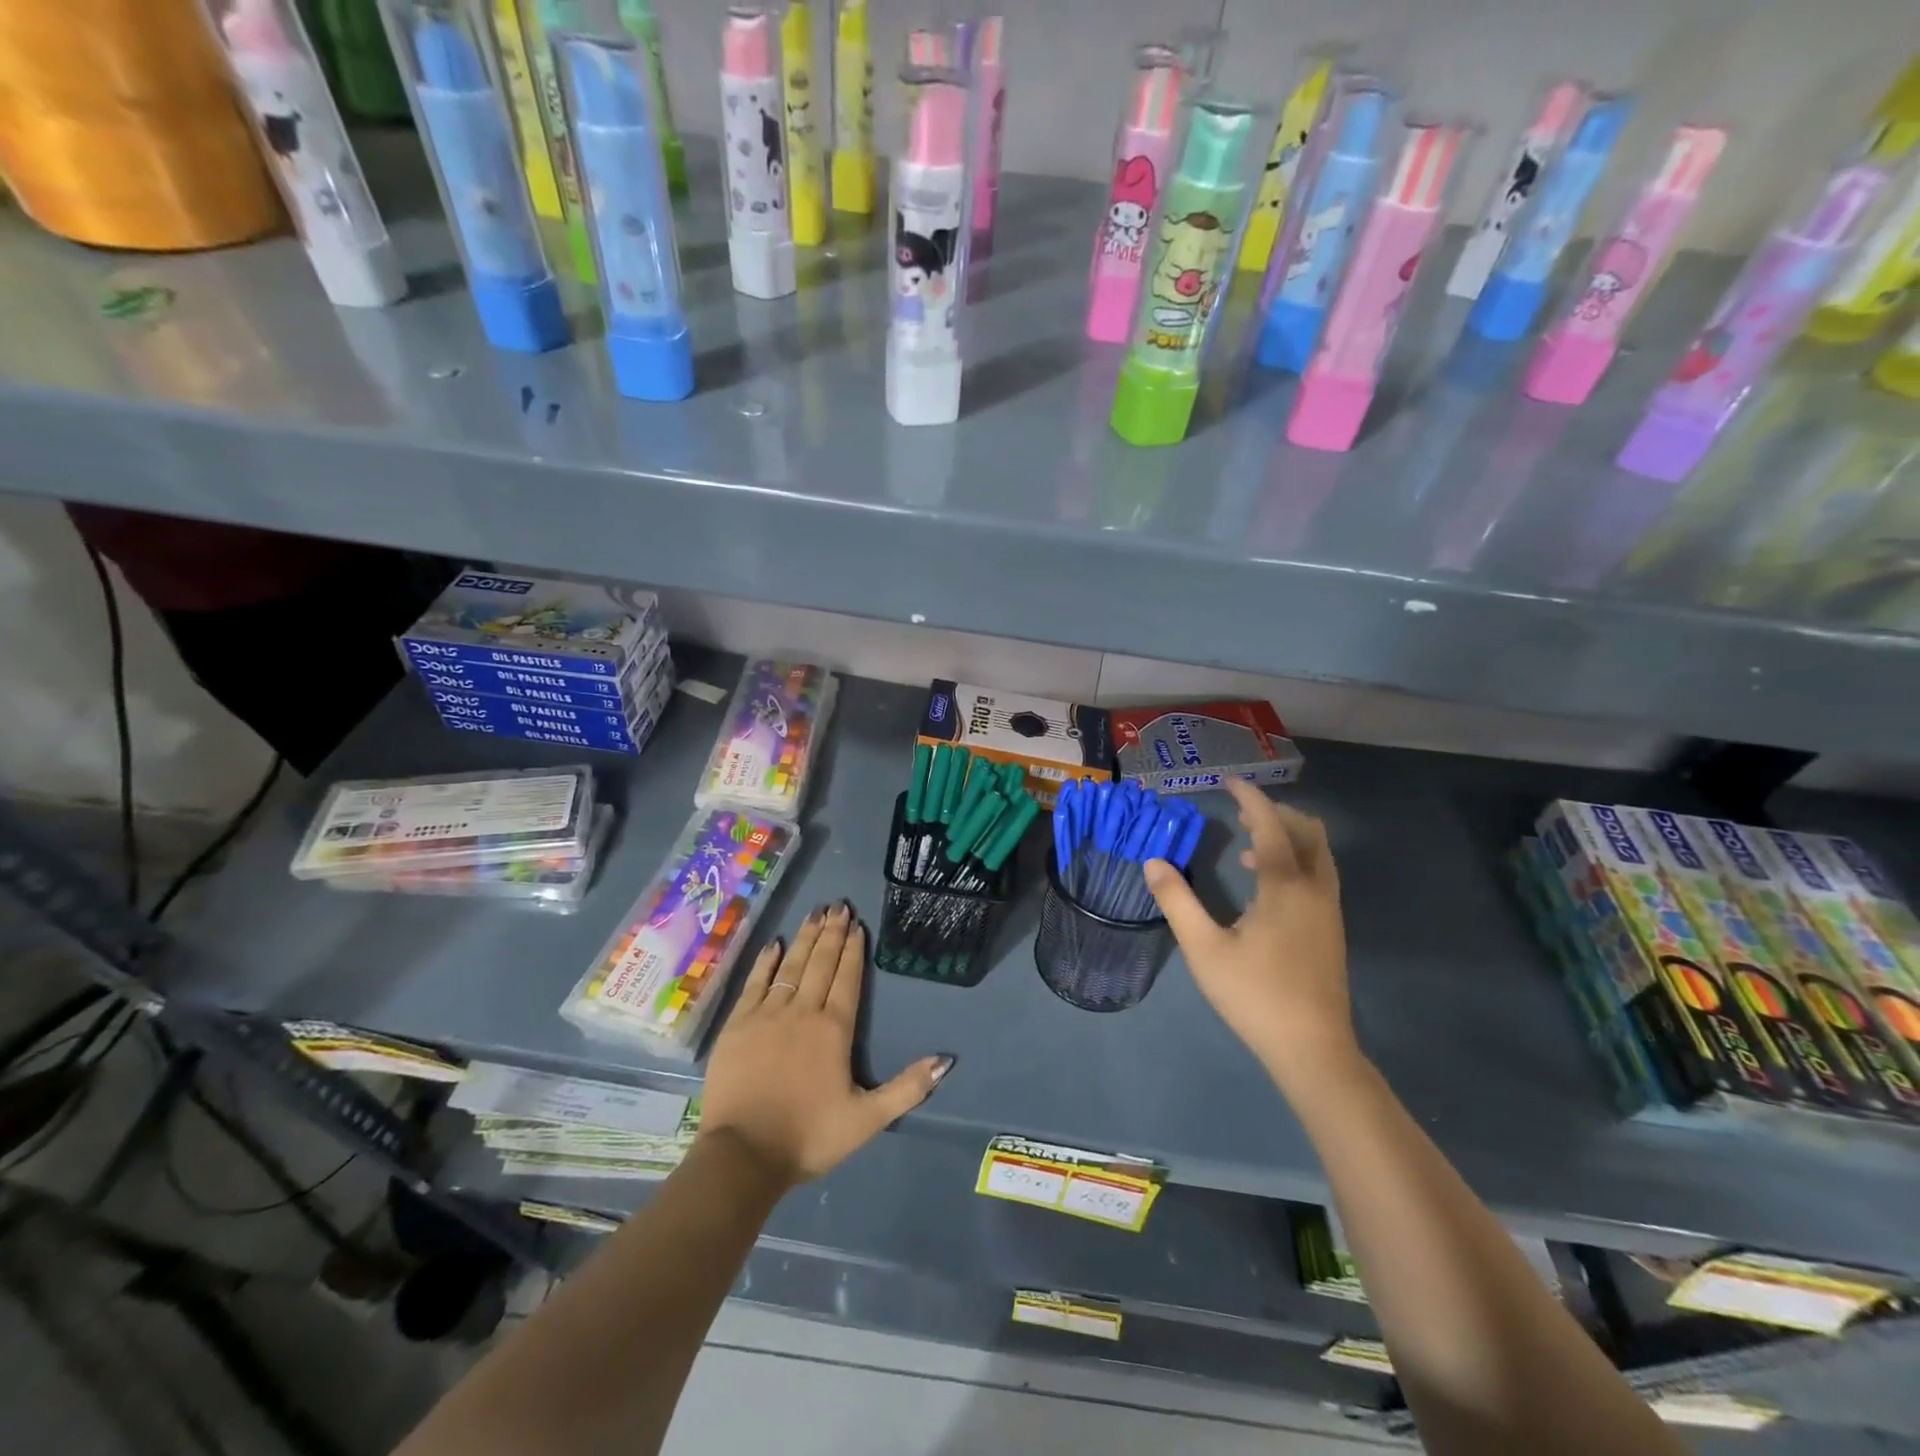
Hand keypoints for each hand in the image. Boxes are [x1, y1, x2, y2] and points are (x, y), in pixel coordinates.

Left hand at [699, 902, 953, 1189]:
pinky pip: (755, 982)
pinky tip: (776, 944)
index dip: (853, 950)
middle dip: (832, 933)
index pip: (847, 978)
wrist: (742, 1156)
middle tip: (838, 905)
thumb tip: (946, 1060)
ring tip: (815, 912)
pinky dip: (766, 961)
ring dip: (805, 938)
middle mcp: (802, 1012)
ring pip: (791, 966)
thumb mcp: (867, 1120)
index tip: (857, 924)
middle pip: (820, 963)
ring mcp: (766, 1015)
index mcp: (834, 1029)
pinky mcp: (737, 1025)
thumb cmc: (808, 1137)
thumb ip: (907, 1088)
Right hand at [1144, 780, 1357, 1082]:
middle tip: (1240, 813)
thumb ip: (1177, 901)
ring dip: (1287, 837)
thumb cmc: (1254, 995)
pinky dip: (1295, 860)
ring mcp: (1329, 909)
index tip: (1229, 782)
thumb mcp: (1204, 948)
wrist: (1312, 1048)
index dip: (1251, 800)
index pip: (1271, 826)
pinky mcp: (1331, 928)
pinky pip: (1318, 874)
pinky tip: (1263, 885)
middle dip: (1275, 814)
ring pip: (1318, 853)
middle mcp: (1315, 889)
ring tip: (1248, 845)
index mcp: (1286, 886)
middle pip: (1307, 831)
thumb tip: (1153, 862)